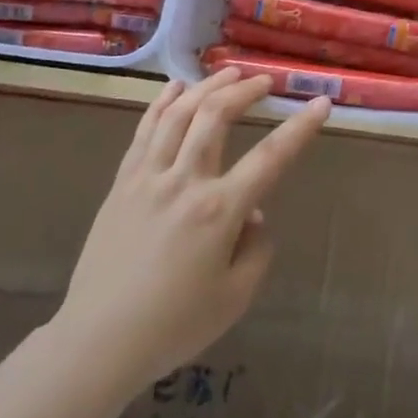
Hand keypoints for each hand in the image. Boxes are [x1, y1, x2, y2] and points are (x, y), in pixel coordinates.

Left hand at [50, 70, 330, 396]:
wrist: (97, 343)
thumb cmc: (174, 326)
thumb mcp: (236, 297)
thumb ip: (257, 248)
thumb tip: (254, 213)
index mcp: (218, 211)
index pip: (271, 157)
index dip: (300, 127)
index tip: (320, 103)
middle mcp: (184, 182)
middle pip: (215, 117)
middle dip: (244, 90)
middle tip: (263, 80)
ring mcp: (148, 178)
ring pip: (178, 114)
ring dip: (206, 87)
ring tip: (227, 74)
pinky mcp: (122, 184)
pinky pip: (144, 131)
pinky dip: (162, 103)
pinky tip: (175, 88)